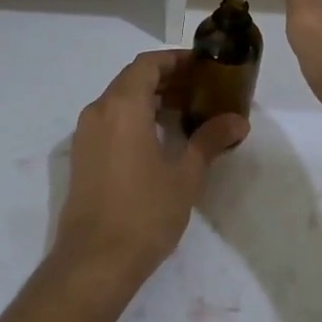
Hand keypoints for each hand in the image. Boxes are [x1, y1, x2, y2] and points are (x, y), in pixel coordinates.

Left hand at [53, 50, 247, 293]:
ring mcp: (86, 133)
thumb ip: (209, 140)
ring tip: (186, 111)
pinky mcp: (83, 155)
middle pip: (133, 78)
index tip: (203, 66)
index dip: (176, 59)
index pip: (148, 64)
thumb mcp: (184, 175)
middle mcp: (99, 110)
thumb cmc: (144, 213)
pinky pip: (110, 119)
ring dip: (150, 98)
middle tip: (201, 89)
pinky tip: (159, 137)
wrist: (94, 261)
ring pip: (120, 99)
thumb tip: (238, 121)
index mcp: (122, 106)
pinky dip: (135, 116)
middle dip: (166, 78)